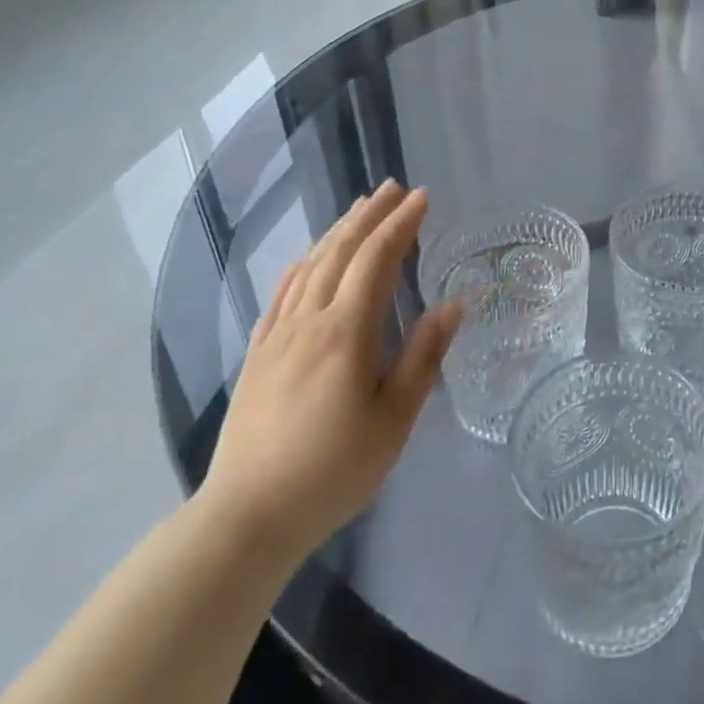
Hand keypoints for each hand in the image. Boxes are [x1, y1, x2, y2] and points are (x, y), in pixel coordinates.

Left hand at [197, 182, 462, 566]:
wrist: (248, 516)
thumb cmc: (334, 469)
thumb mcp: (394, 418)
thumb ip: (424, 356)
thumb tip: (455, 304)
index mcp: (346, 331)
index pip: (376, 260)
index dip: (400, 224)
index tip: (422, 198)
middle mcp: (309, 321)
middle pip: (340, 251)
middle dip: (369, 215)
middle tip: (393, 187)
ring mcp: (277, 335)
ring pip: (310, 266)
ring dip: (338, 231)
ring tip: (359, 209)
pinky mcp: (257, 354)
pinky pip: (282, 293)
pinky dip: (303, 264)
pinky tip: (309, 259)